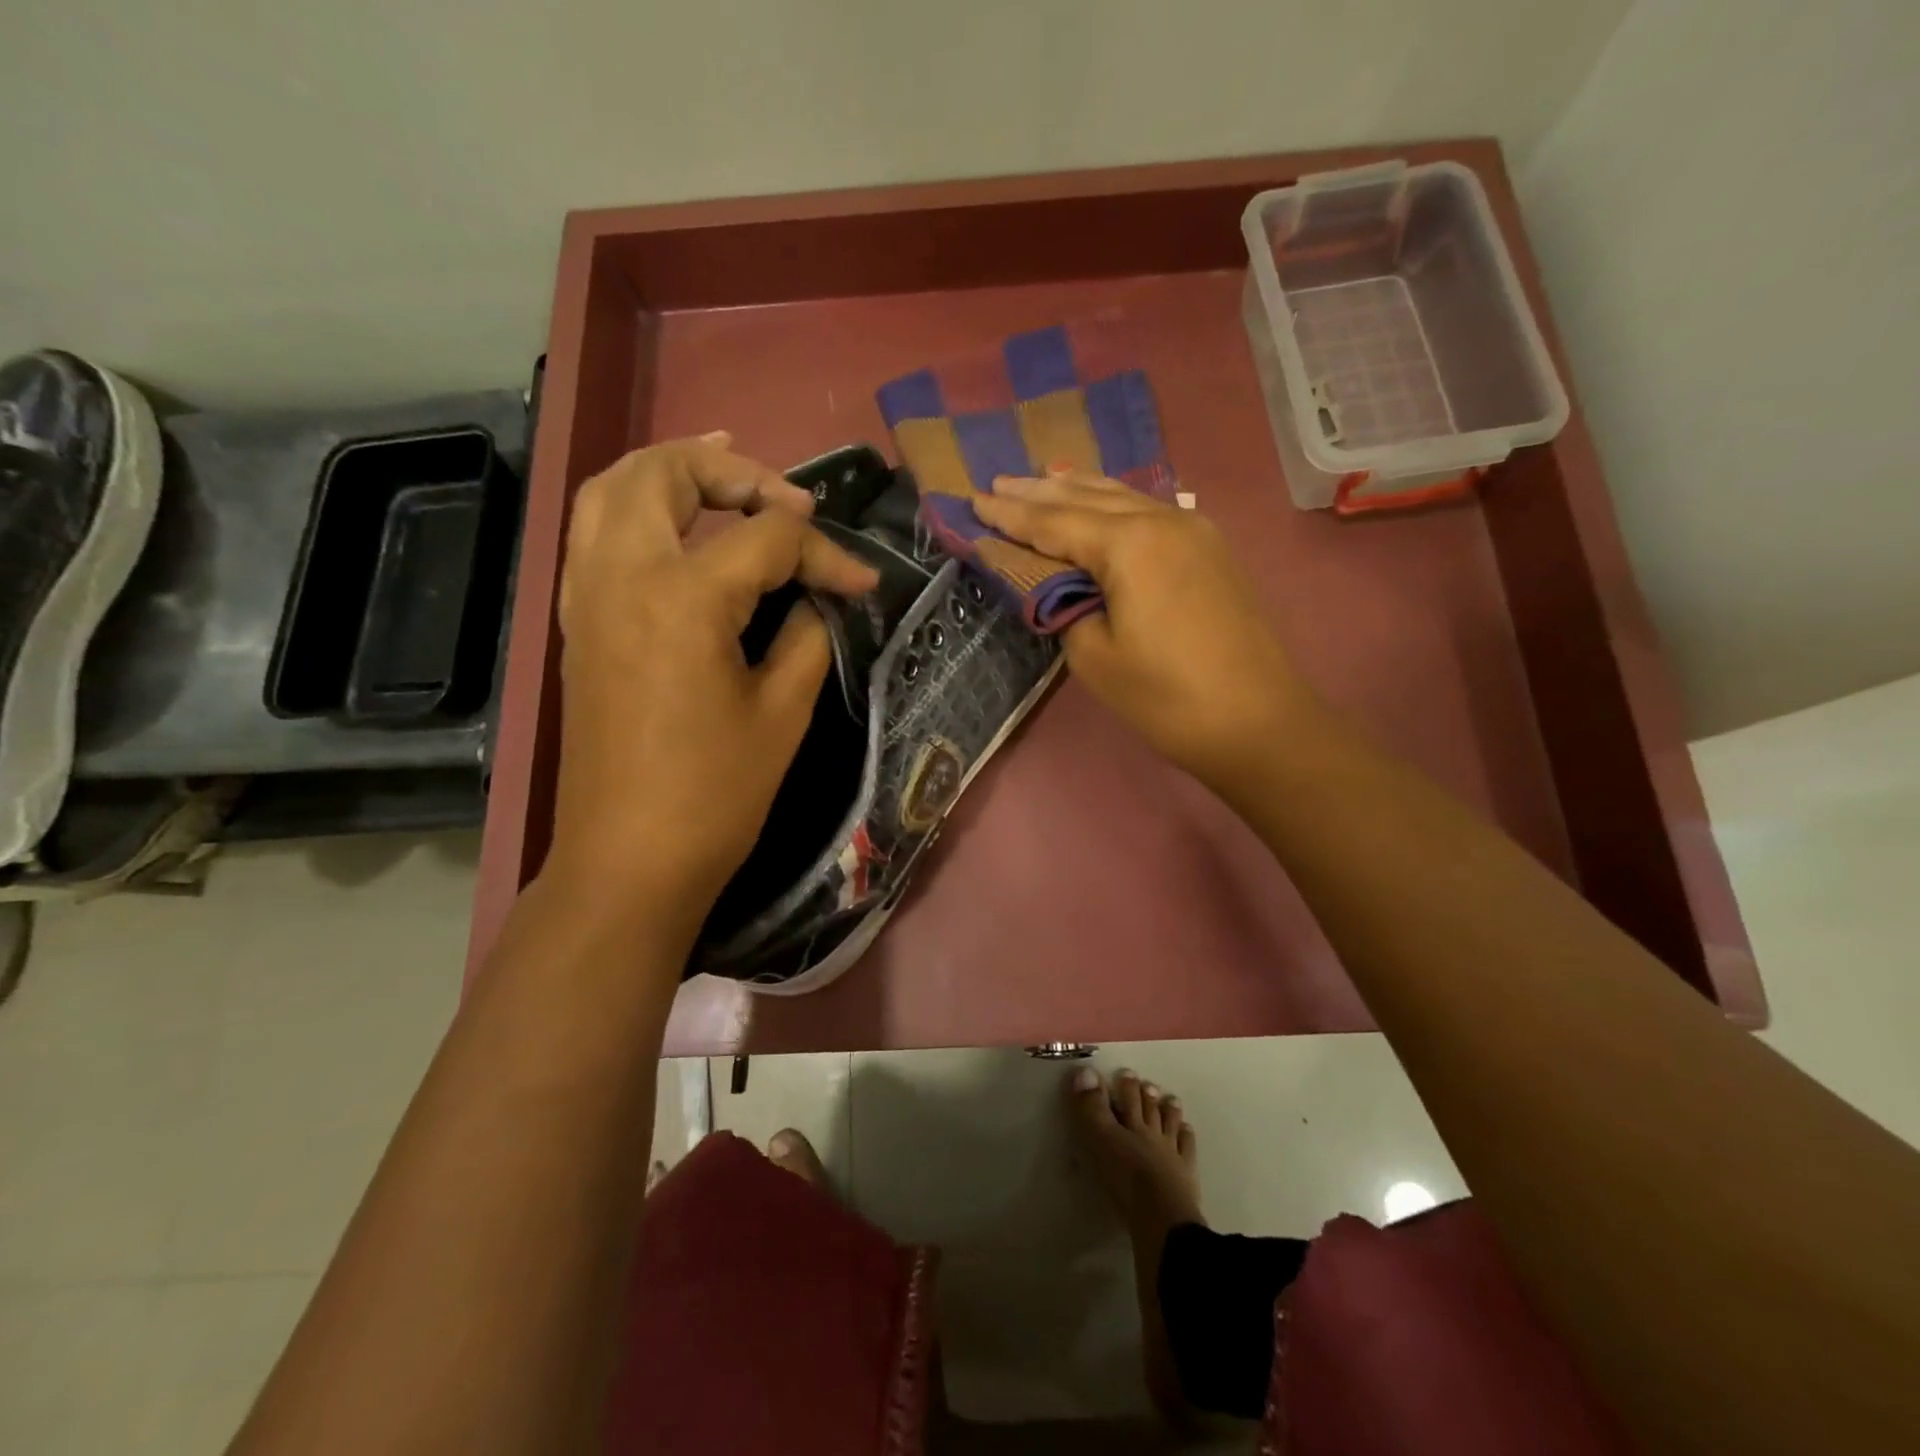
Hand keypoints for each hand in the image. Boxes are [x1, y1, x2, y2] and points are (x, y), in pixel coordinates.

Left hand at [545, 434, 878, 942]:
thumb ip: (807, 635)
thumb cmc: (715, 794)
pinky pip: (595, 533)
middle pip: (664, 473)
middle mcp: (622, 575)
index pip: (767, 539)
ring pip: (611, 490)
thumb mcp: (783, 712)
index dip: (826, 554)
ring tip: (724, 473)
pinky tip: (677, 527)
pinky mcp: (578, 622)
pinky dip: (635, 508)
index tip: (862, 583)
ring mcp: (588, 596)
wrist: (629, 860)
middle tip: (785, 500)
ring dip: (671, 472)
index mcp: (683, 596)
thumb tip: (820, 599)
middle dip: (733, 470)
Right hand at [973, 472, 1309, 789]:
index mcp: (1128, 543)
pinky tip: (1099, 501)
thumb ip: (1062, 607)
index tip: (972, 501)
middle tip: (995, 483)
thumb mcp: (1094, 656)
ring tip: (1039, 479)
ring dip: (1076, 489)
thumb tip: (1053, 585)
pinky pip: (1147, 511)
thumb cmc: (1166, 696)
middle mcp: (1161, 519)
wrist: (1257, 721)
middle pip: (1086, 497)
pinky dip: (1112, 503)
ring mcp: (1192, 530)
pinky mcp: (1209, 549)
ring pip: (1121, 496)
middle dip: (1037, 492)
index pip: (1053, 522)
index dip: (1009, 516)